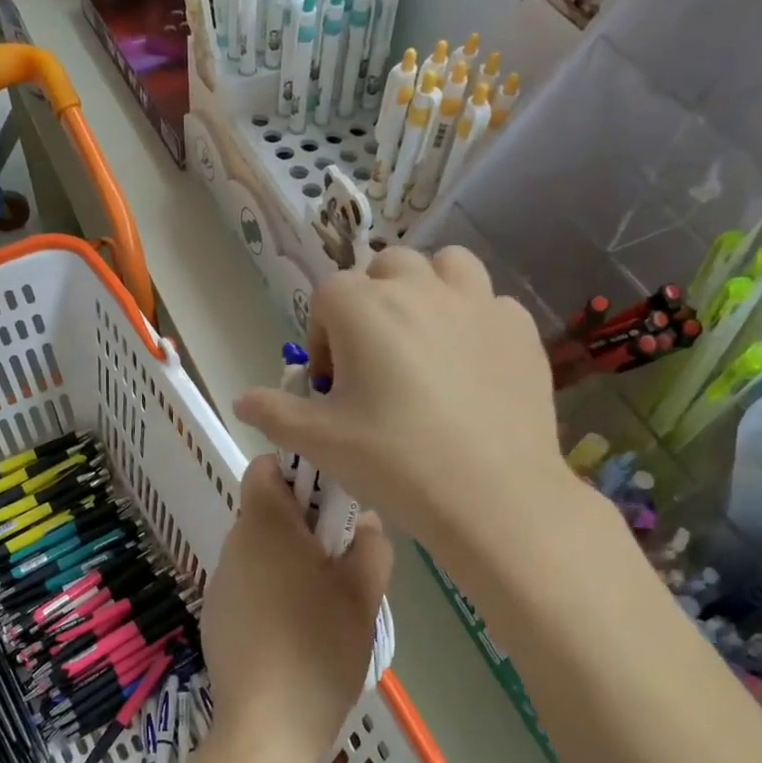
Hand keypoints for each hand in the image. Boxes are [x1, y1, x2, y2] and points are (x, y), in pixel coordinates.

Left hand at [199, 457, 392, 762]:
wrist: (267, 726)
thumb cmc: (320, 647)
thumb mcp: (363, 595)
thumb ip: (372, 546)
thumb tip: (366, 522)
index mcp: (264, 525)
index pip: (266, 467)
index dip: (298, 474)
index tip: (332, 505)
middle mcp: (234, 544)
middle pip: (265, 510)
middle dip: (303, 524)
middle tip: (342, 558)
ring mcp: (220, 582)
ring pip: (259, 550)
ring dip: (290, 559)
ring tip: (325, 601)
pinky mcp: (216, 616)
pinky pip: (248, 584)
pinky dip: (272, 591)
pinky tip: (296, 632)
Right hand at [232, 246, 577, 575]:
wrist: (493, 496)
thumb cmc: (395, 462)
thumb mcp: (320, 442)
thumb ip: (274, 413)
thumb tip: (241, 400)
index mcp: (364, 307)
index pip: (326, 296)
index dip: (323, 337)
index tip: (332, 385)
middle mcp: (420, 287)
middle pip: (384, 269)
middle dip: (371, 304)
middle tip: (374, 361)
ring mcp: (477, 302)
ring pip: (445, 267)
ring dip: (427, 290)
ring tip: (424, 341)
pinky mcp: (519, 327)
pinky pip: (489, 304)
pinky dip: (473, 321)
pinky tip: (471, 368)